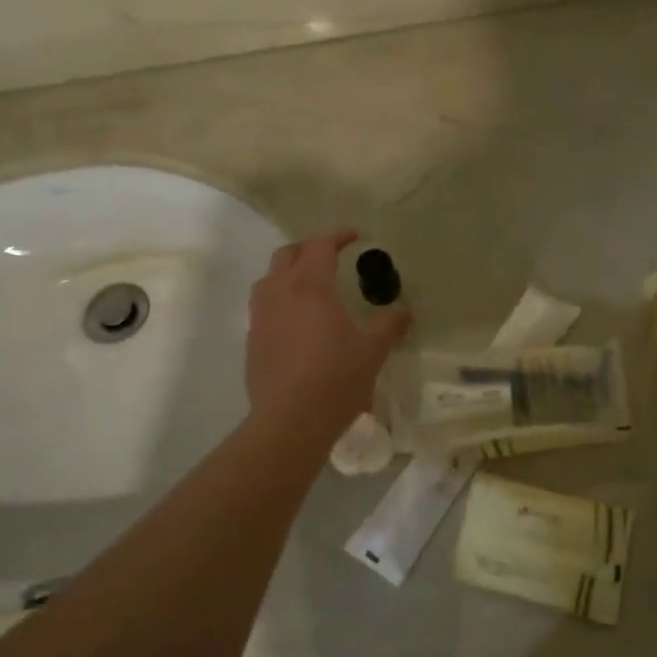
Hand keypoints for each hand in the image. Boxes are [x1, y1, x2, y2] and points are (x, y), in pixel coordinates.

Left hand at [246, 229, 409, 438]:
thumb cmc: (337, 379)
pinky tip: (294, 321)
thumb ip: (389, 325)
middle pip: (287, 254)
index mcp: (311, 287)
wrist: (291, 420)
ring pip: (268, 278)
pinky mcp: (252, 339)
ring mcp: (261, 316)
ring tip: (308, 285)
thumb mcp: (372, 351)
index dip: (337, 236)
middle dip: (308, 249)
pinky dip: (278, 299)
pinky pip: (262, 306)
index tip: (355, 237)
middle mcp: (280, 292)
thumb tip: (404, 309)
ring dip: (287, 272)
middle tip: (330, 257)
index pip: (320, 246)